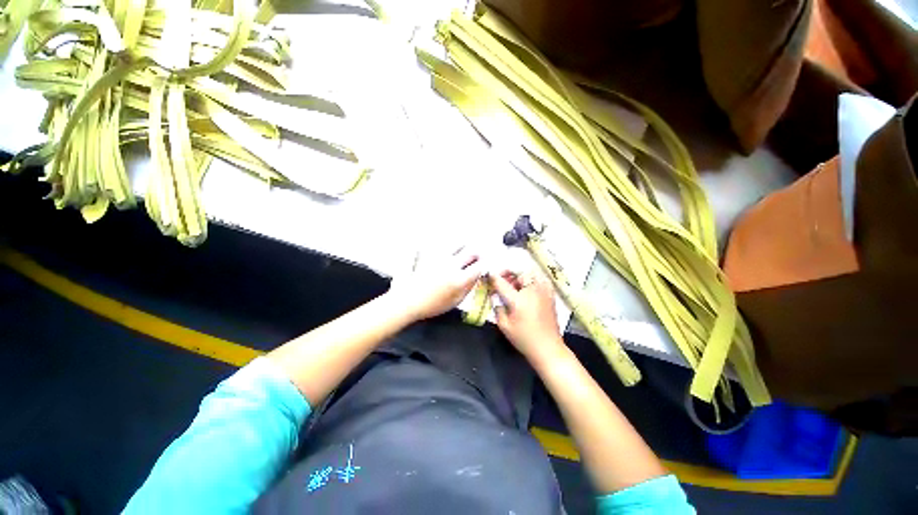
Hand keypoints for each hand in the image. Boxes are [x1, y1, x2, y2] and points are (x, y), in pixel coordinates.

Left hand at [388, 248, 482, 321]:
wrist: (408, 301)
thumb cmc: (433, 305)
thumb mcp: (455, 301)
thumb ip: (468, 287)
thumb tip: (477, 276)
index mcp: (459, 278)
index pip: (479, 266)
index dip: (485, 264)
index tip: (485, 264)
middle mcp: (452, 264)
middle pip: (471, 251)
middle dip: (478, 253)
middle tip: (477, 256)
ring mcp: (440, 257)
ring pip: (458, 244)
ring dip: (464, 246)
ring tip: (464, 250)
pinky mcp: (430, 254)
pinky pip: (442, 245)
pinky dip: (448, 246)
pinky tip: (448, 251)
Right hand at [489, 269, 564, 359]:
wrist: (548, 348)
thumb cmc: (524, 338)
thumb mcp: (504, 325)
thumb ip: (497, 307)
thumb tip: (495, 295)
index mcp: (518, 300)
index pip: (502, 282)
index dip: (493, 277)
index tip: (488, 275)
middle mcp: (532, 291)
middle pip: (519, 273)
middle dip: (509, 274)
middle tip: (503, 282)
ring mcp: (543, 291)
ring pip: (531, 273)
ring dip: (521, 276)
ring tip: (515, 286)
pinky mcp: (550, 294)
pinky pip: (540, 279)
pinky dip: (532, 279)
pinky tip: (527, 289)